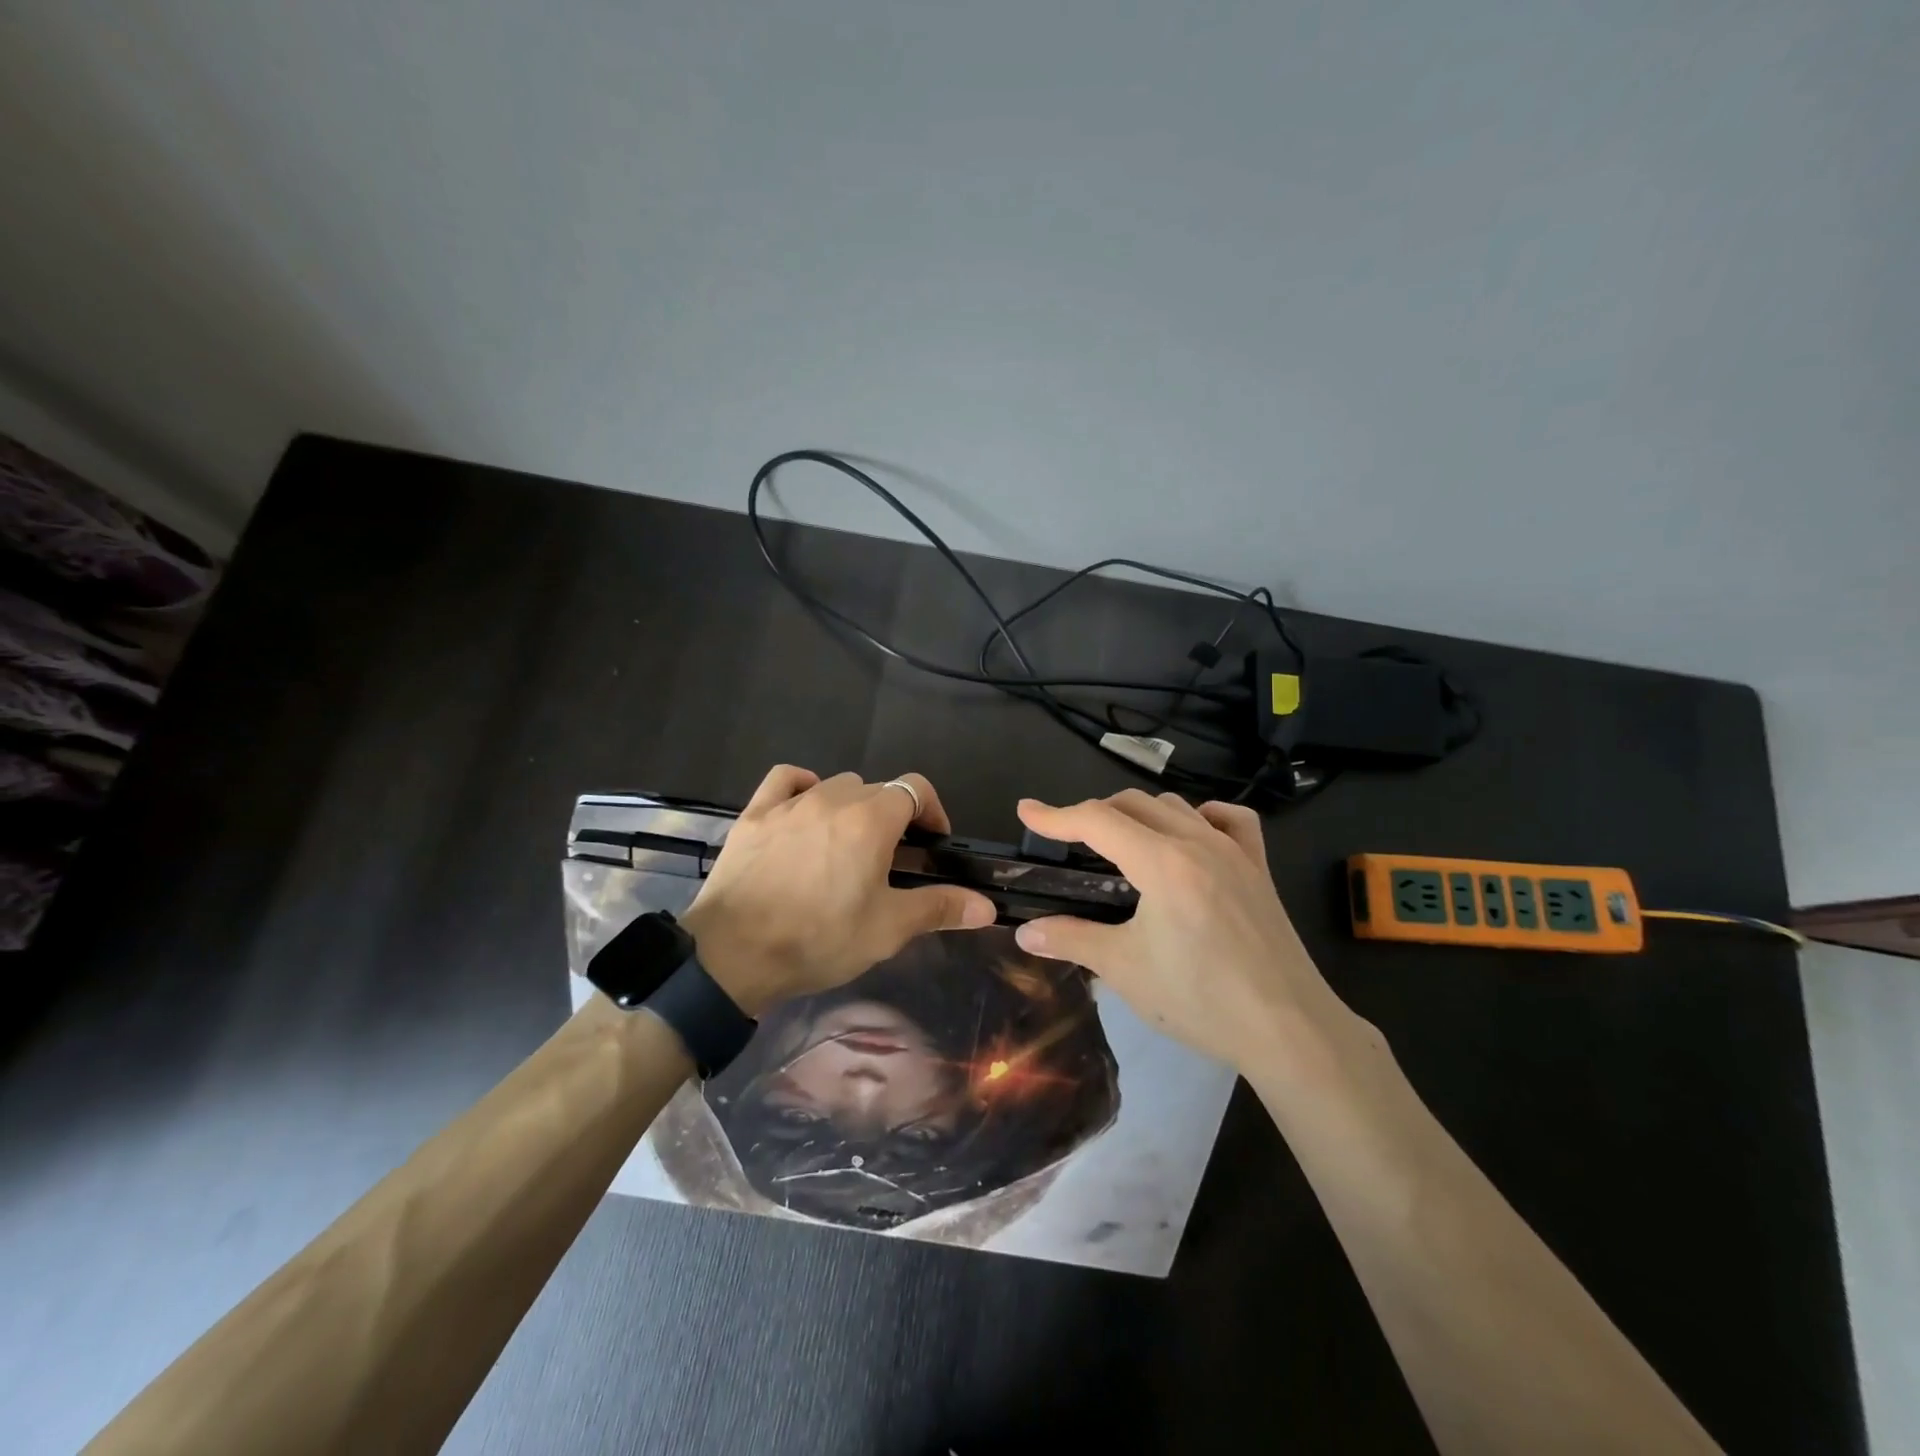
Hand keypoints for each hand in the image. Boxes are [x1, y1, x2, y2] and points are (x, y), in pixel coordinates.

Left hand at [679, 766, 996, 1015]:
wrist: (732, 955)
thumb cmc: (819, 939)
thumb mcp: (887, 929)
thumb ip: (939, 908)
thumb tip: (987, 907)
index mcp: (871, 820)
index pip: (915, 788)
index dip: (932, 810)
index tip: (932, 843)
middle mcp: (833, 799)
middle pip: (877, 790)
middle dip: (893, 816)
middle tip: (891, 858)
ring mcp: (790, 803)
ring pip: (835, 786)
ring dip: (851, 806)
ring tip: (847, 845)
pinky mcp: (755, 814)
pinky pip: (785, 780)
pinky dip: (803, 786)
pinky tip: (805, 810)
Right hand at [1012, 790, 1354, 1072]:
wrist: (1289, 1029)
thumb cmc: (1201, 999)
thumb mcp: (1124, 970)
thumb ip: (1071, 939)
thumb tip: (1026, 932)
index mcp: (1162, 862)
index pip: (1097, 820)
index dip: (1056, 815)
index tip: (1026, 812)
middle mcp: (1198, 842)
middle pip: (1133, 804)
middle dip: (1093, 814)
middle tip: (1067, 841)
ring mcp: (1234, 852)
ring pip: (1176, 808)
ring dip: (1139, 814)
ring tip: (1119, 843)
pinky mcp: (1259, 869)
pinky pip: (1231, 821)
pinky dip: (1202, 817)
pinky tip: (1192, 834)